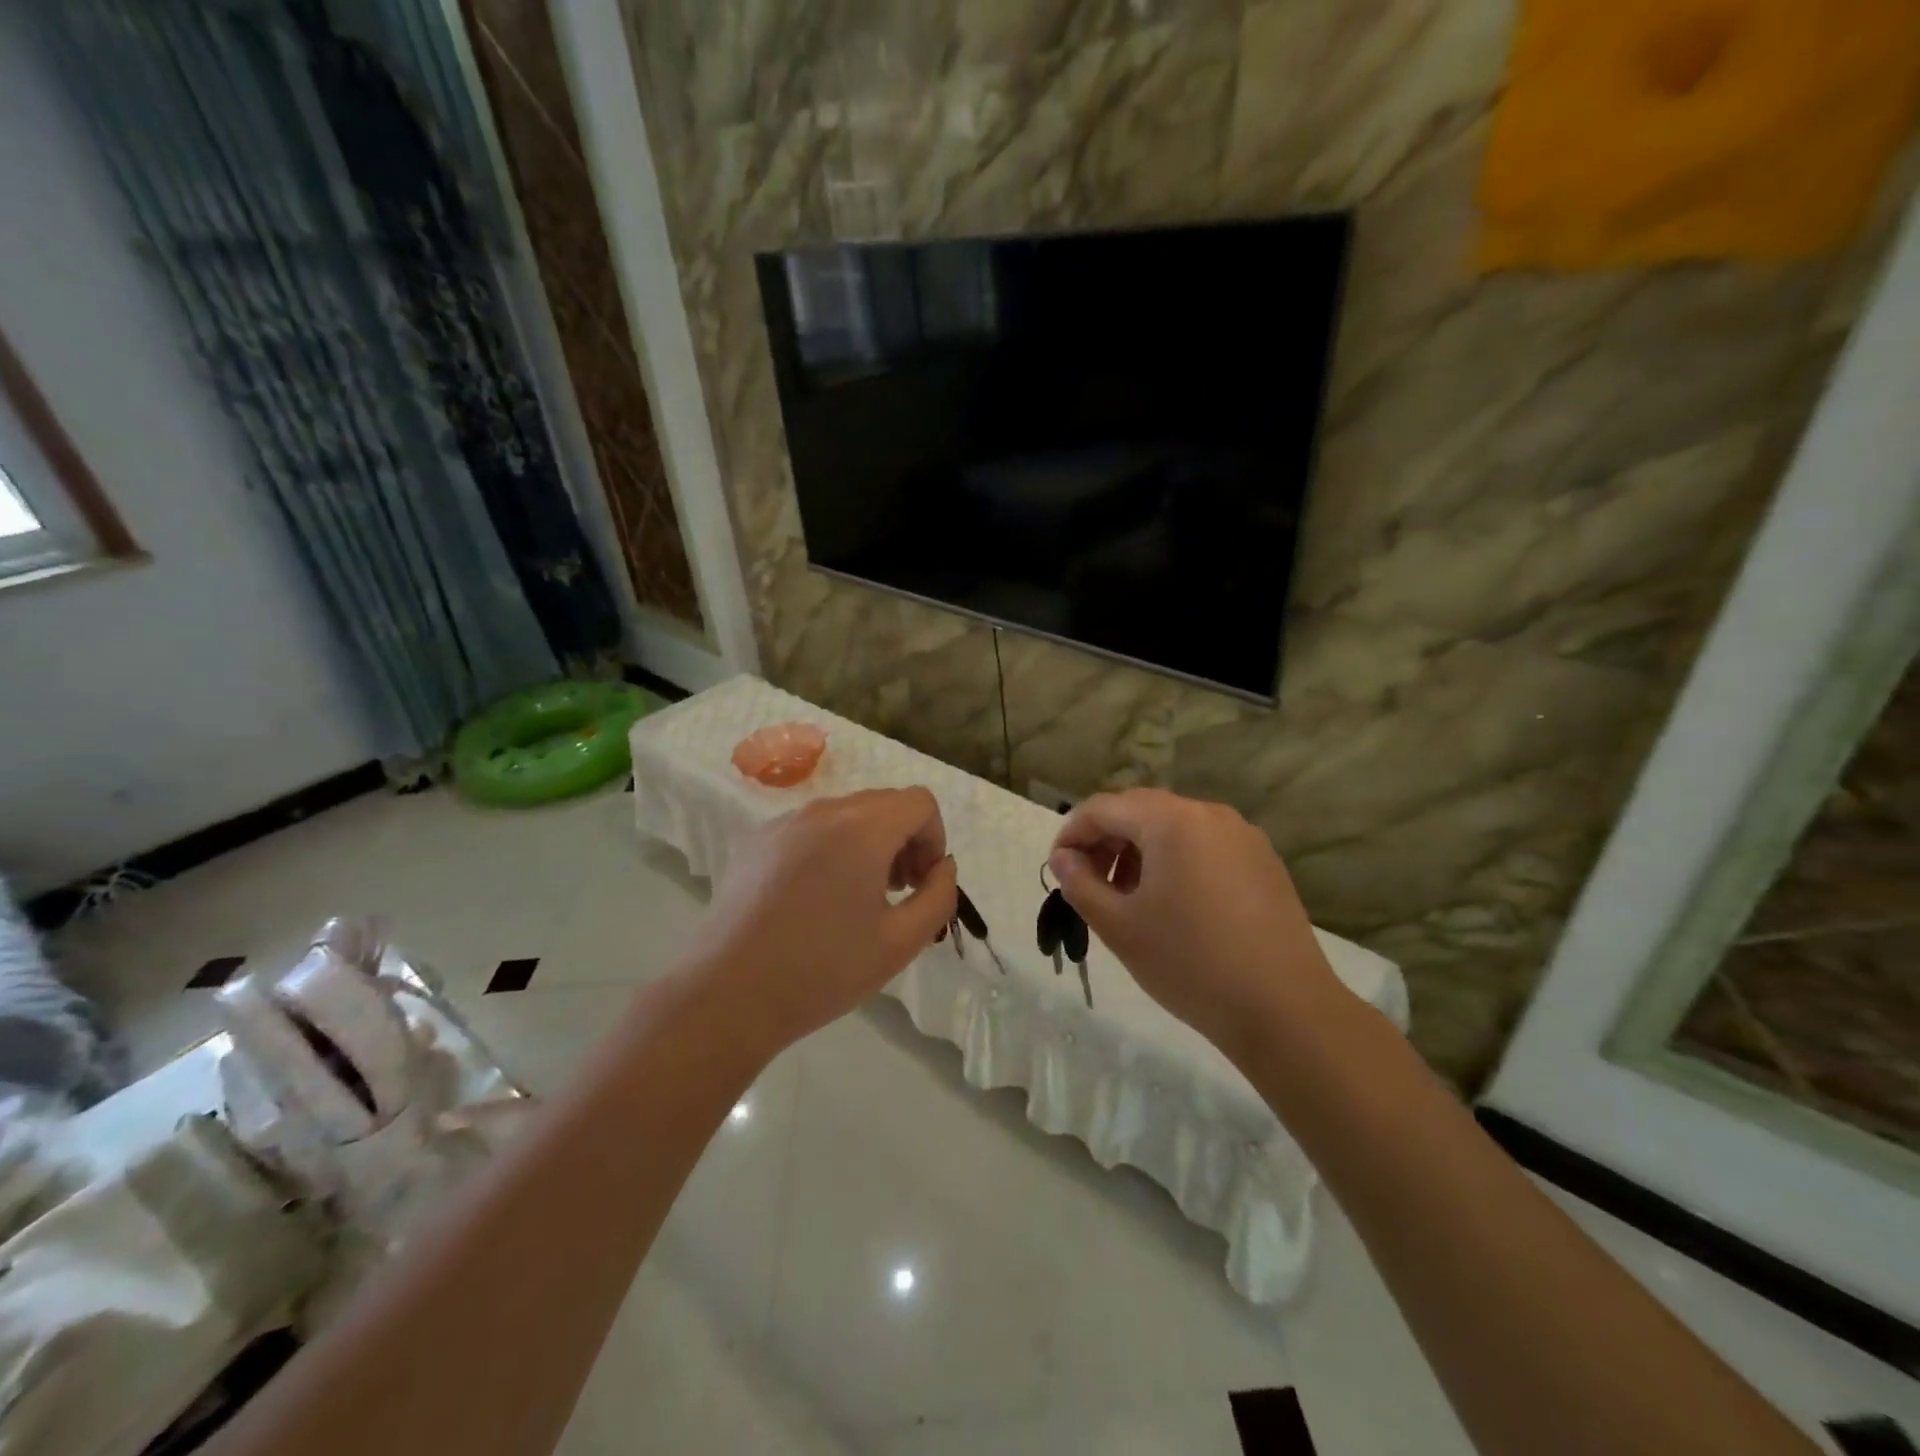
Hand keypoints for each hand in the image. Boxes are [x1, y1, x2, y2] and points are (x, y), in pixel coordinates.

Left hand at [684, 788, 957, 1057]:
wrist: (728, 993)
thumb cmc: (823, 969)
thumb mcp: (901, 942)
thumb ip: (939, 896)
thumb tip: (942, 866)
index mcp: (862, 828)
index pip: (919, 802)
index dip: (934, 838)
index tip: (921, 883)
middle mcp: (823, 810)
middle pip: (883, 804)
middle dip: (903, 841)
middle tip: (897, 893)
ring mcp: (784, 823)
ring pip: (846, 815)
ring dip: (868, 844)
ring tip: (857, 898)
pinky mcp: (756, 842)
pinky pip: (811, 830)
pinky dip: (831, 849)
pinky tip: (814, 900)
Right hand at [1048, 788, 1342, 1064]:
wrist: (1284, 1010)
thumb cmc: (1190, 963)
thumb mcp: (1120, 926)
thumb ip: (1080, 884)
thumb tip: (1062, 858)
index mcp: (1171, 820)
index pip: (1104, 807)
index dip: (1072, 833)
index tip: (1056, 868)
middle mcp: (1209, 814)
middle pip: (1140, 810)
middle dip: (1106, 839)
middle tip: (1088, 882)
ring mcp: (1242, 835)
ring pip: (1174, 826)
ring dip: (1139, 849)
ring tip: (1127, 896)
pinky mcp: (1263, 860)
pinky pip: (1204, 844)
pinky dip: (1175, 859)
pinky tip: (1172, 902)